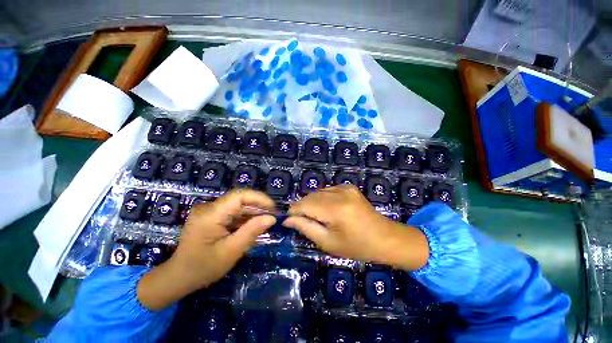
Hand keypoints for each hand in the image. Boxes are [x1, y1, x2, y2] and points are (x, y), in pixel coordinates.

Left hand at [138, 190, 275, 309]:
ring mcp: (209, 211)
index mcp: (211, 214)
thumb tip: (271, 218)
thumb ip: (251, 232)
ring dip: (253, 213)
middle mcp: (209, 207)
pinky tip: (253, 226)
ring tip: (266, 222)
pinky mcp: (211, 216)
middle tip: (273, 217)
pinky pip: (232, 212)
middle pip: (240, 199)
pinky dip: (245, 218)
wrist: (178, 277)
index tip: (273, 208)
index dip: (259, 198)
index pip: (239, 196)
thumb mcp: (231, 252)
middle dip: (258, 206)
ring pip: (238, 205)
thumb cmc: (203, 268)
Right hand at [283, 185, 428, 270]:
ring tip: (316, 217)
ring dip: (312, 203)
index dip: (293, 211)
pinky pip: (327, 190)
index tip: (288, 220)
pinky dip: (322, 199)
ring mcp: (345, 187)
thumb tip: (288, 220)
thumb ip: (306, 228)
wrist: (386, 238)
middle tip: (301, 221)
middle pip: (310, 196)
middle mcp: (340, 193)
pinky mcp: (349, 187)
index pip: (304, 204)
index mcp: (336, 209)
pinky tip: (327, 210)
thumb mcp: (328, 243)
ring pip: (318, 192)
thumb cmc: (357, 246)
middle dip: (302, 207)